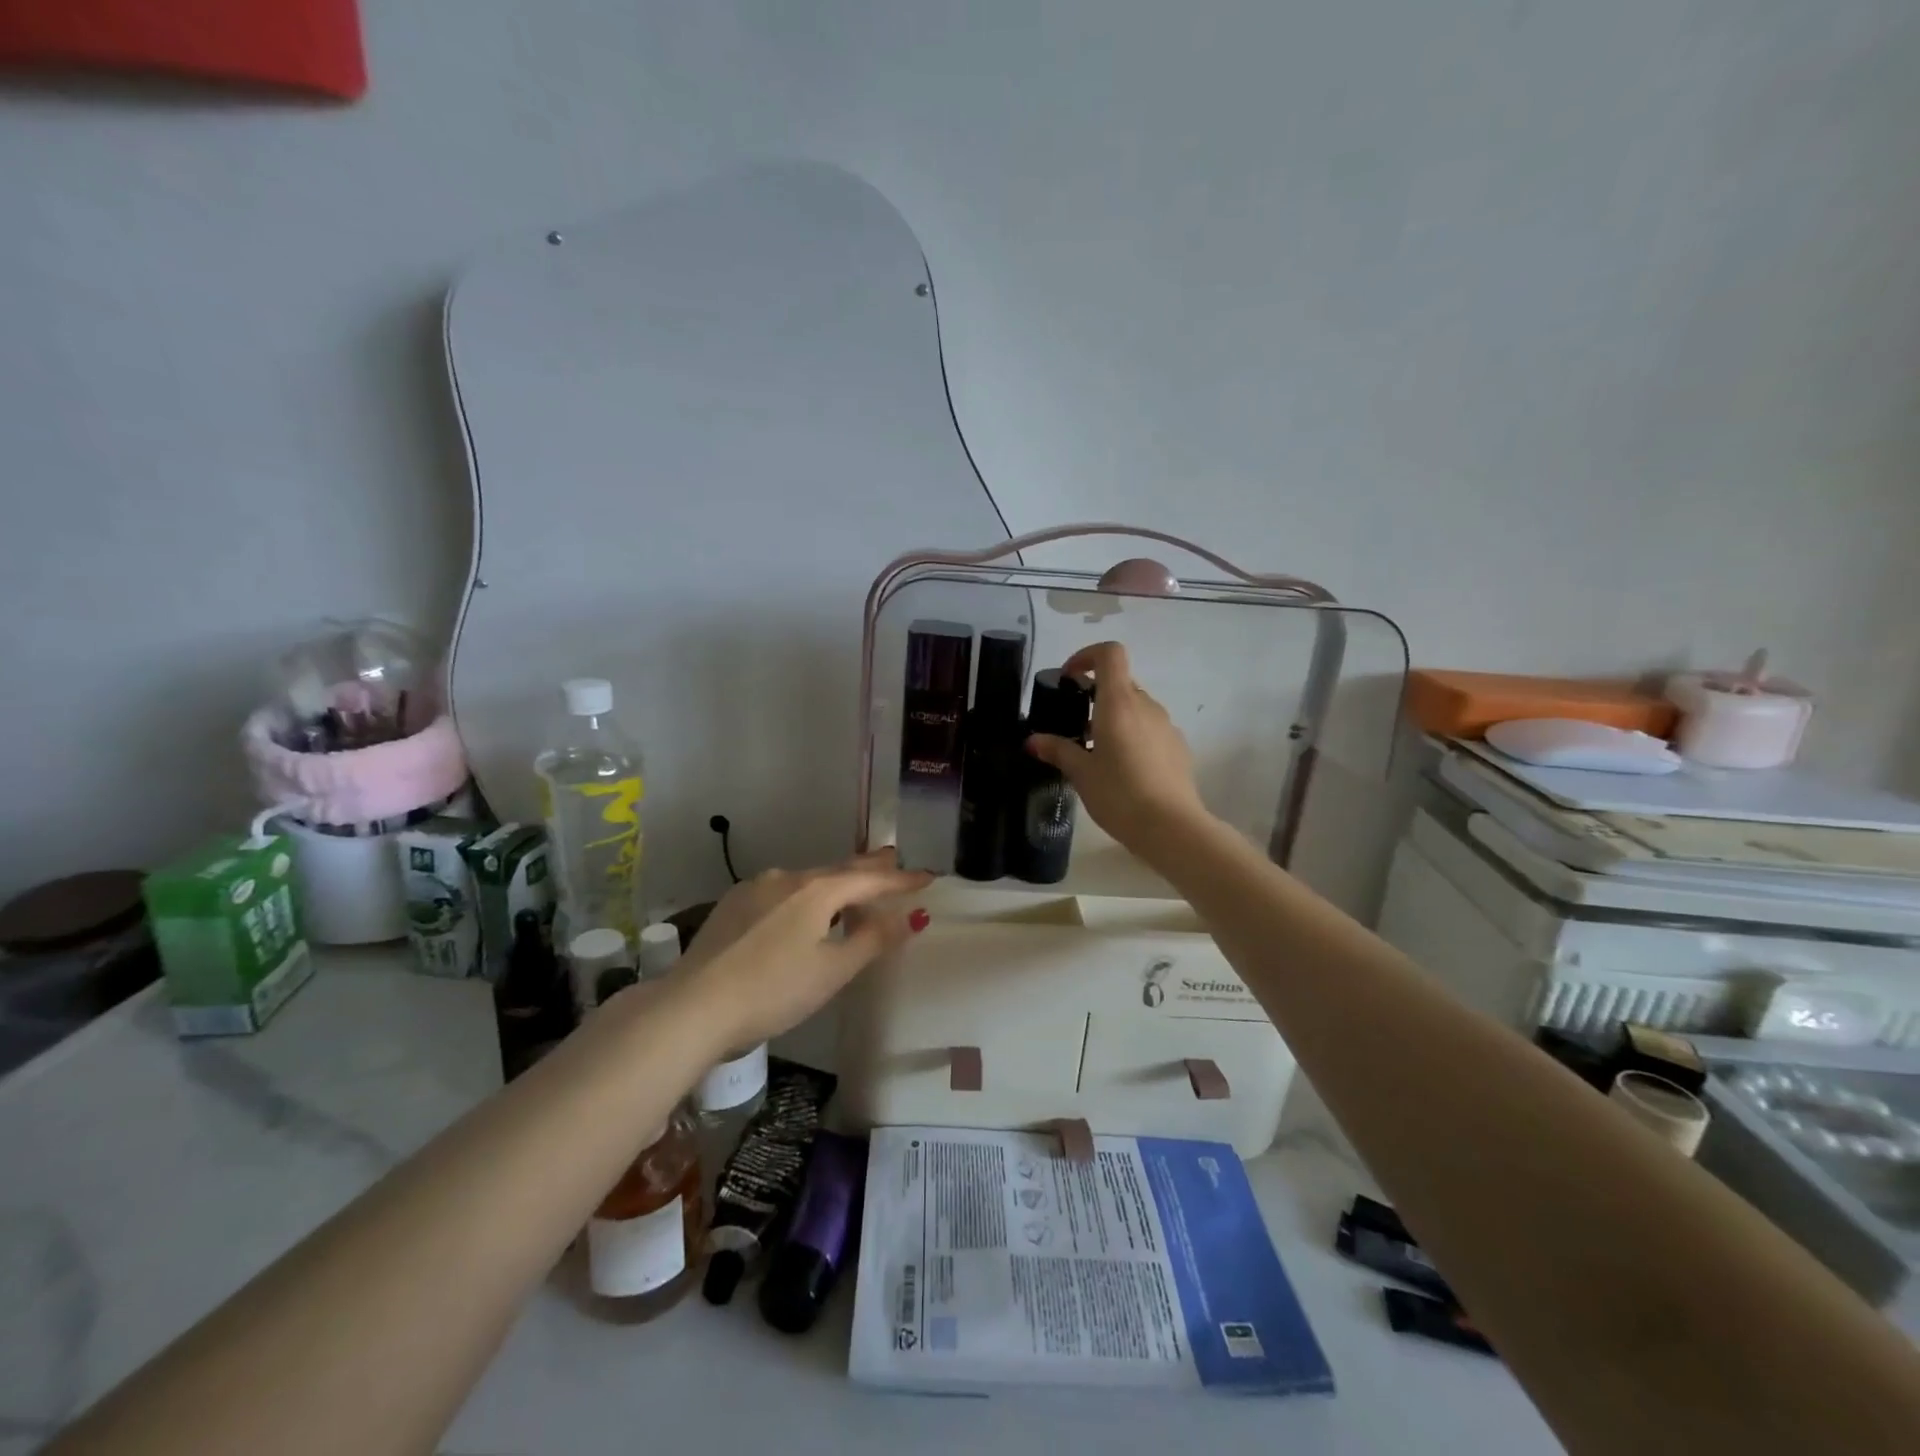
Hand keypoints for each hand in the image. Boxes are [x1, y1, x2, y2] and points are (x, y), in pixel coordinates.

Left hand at [670, 851, 932, 1049]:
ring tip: (851, 885)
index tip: (928, 876)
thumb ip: (872, 940)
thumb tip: (910, 917)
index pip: (870, 880)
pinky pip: (781, 892)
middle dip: (868, 867)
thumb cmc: (773, 990)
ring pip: (807, 880)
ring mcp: (755, 889)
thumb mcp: (832, 971)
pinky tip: (800, 908)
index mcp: (817, 890)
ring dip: (834, 882)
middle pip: (838, 870)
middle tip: (891, 857)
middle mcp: (787, 878)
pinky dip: (804, 895)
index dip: (901, 880)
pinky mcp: (732, 907)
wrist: (693, 1007)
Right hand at [1025, 642, 1209, 852]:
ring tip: (1098, 754)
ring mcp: (1167, 725)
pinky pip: (1151, 729)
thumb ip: (1058, 750)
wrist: (1171, 827)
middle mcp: (1146, 705)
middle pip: (1121, 682)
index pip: (1110, 654)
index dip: (1087, 656)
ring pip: (1136, 708)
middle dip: (1096, 696)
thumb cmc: (1119, 794)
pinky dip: (1134, 737)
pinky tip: (1124, 771)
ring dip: (1115, 719)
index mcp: (1119, 703)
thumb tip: (1033, 740)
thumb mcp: (1081, 773)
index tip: (1069, 679)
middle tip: (1076, 727)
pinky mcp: (1178, 747)